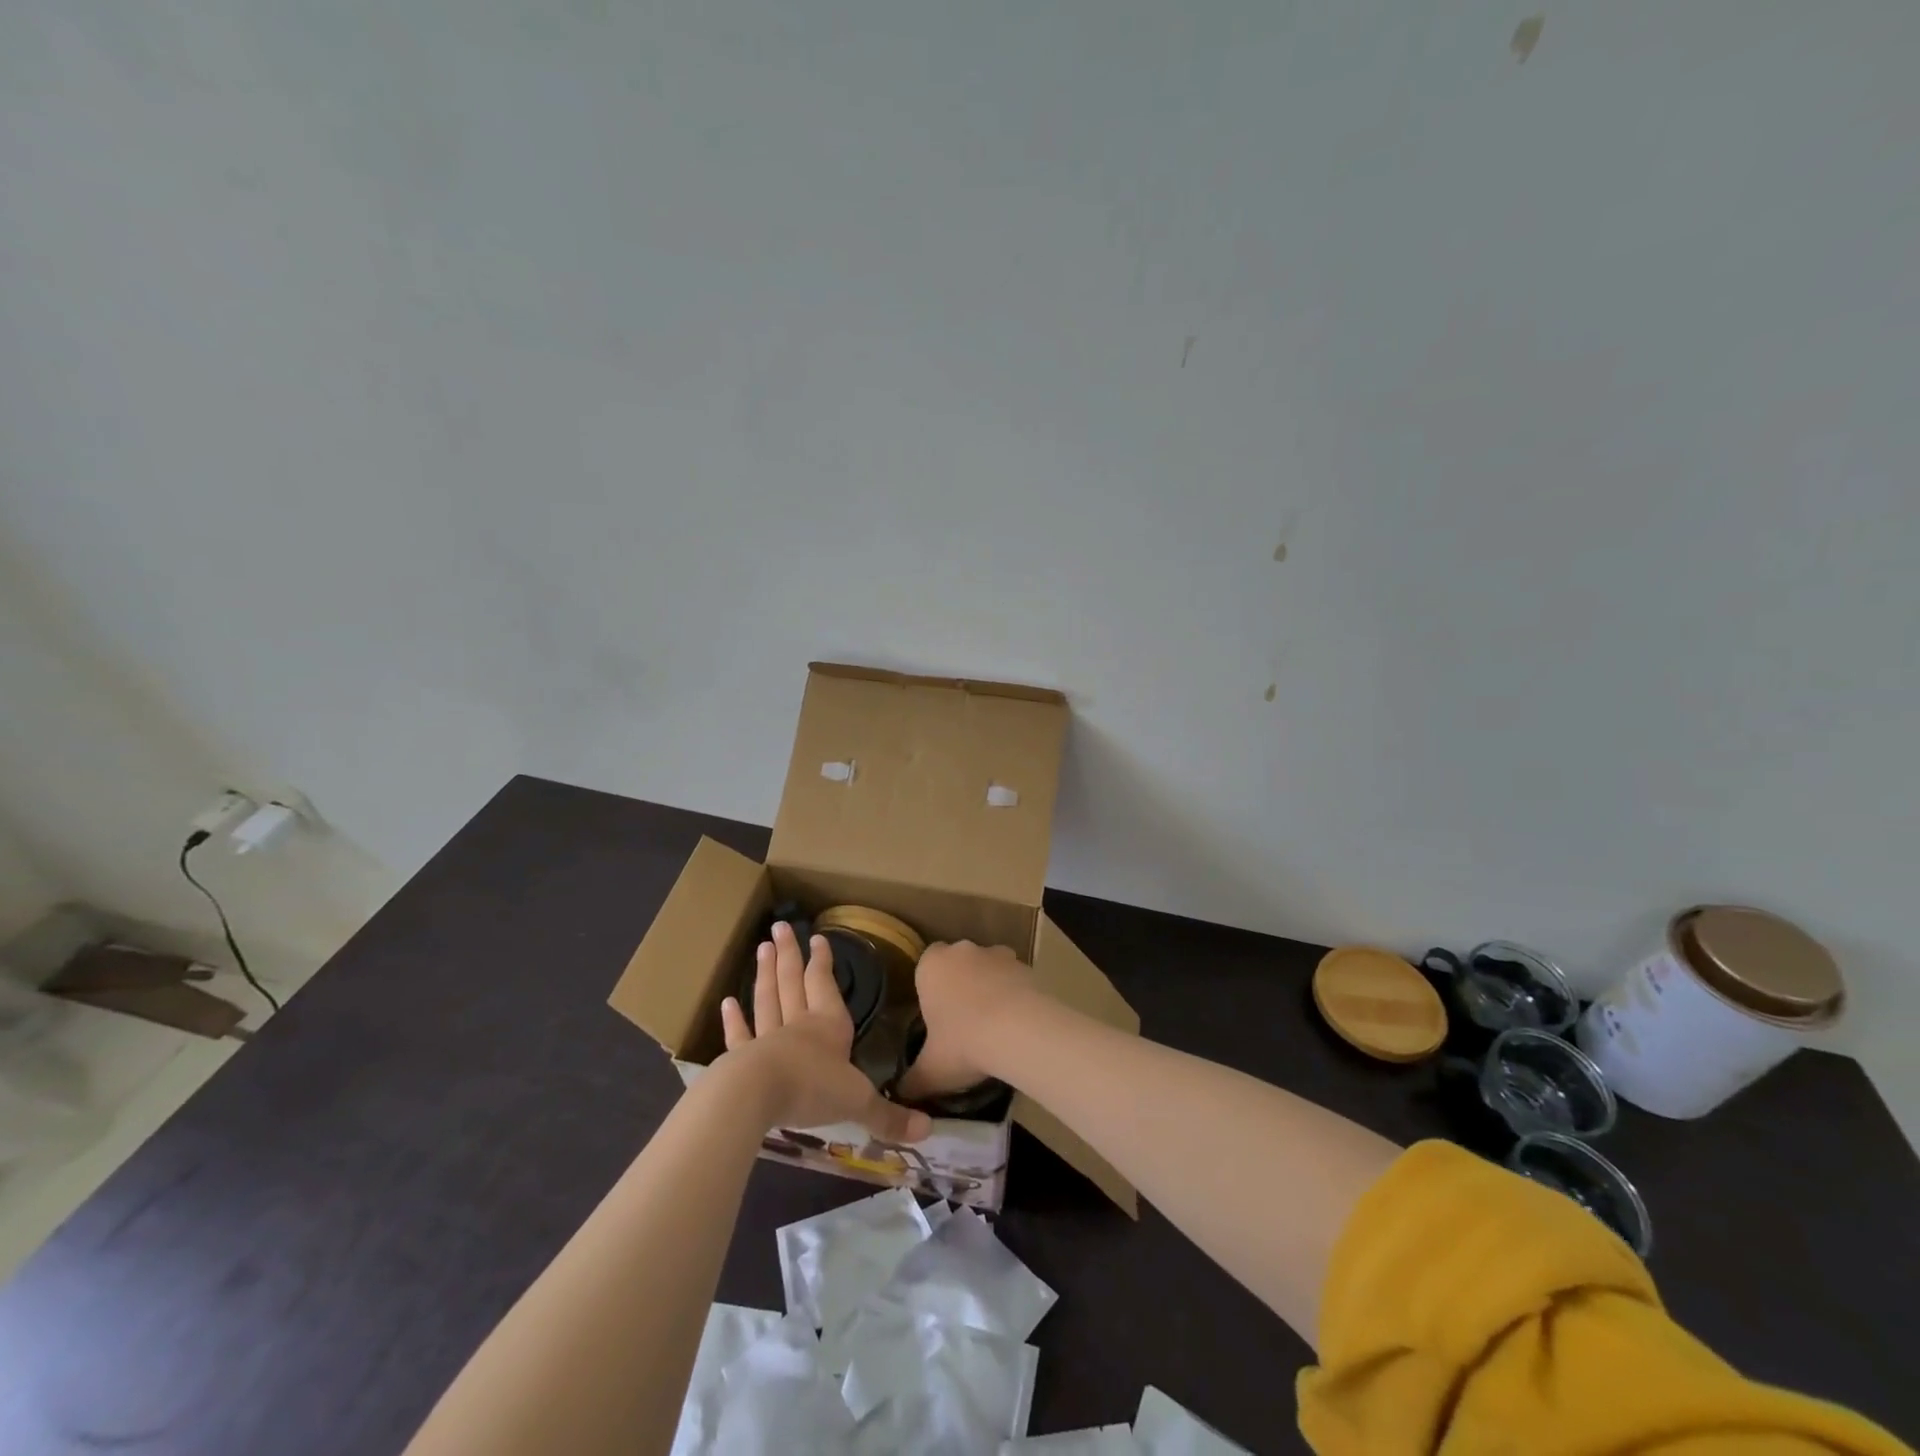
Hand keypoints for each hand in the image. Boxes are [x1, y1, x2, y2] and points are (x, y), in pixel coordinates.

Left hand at [719, 921, 930, 1143]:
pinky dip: (734, 1019)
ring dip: (765, 974)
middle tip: (780, 926)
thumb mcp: (859, 1103)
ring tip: (761, 948)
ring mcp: (767, 1039)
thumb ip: (889, 1116)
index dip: (823, 962)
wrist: (758, 1096)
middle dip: (789, 955)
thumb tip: (928, 1131)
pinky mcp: (741, 1058)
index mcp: (829, 1027)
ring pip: (767, 1000)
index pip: (825, 986)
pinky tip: (727, 1002)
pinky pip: (739, 1035)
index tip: (817, 937)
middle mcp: (799, 1026)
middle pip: (793, 983)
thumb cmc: (813, 1088)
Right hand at [895, 941, 1040, 1101]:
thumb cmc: (963, 1043)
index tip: (937, 1014)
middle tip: (963, 1022)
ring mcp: (997, 954)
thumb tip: (900, 1093)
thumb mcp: (930, 1071)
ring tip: (994, 1025)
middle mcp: (963, 950)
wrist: (1020, 1031)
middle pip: (958, 964)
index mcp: (931, 966)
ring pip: (989, 968)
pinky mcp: (1027, 966)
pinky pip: (1015, 979)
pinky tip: (1018, 1024)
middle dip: (960, 985)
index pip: (926, 965)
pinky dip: (1015, 995)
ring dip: (990, 987)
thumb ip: (912, 1081)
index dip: (931, 988)